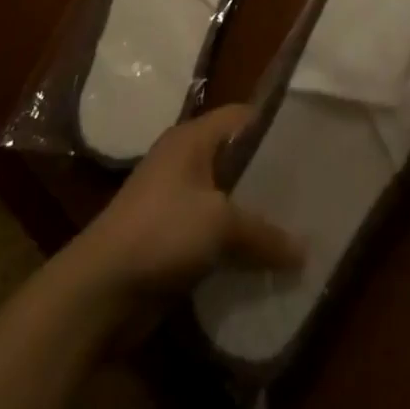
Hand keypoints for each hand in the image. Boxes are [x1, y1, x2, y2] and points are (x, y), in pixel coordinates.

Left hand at [70, 104, 301, 300]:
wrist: (99, 291)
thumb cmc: (161, 232)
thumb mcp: (220, 224)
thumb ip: (264, 233)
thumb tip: (305, 251)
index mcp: (191, 138)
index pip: (241, 117)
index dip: (273, 126)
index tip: (310, 143)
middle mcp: (184, 161)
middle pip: (235, 159)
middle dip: (268, 177)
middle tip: (310, 190)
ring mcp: (175, 201)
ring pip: (226, 200)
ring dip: (253, 216)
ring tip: (296, 227)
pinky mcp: (171, 239)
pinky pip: (213, 234)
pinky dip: (235, 245)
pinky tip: (264, 261)